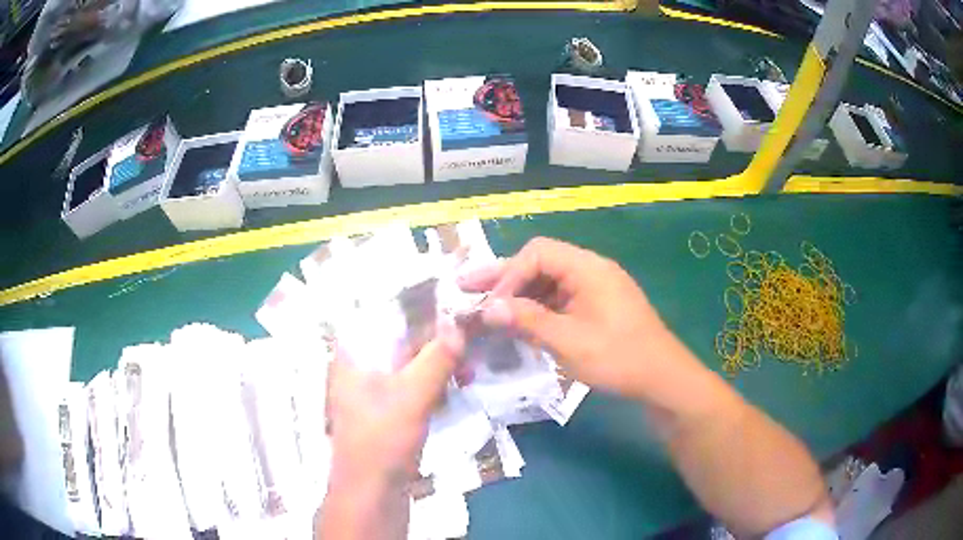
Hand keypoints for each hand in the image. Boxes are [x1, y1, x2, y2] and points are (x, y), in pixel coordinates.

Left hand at [326, 322, 463, 487]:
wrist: (372, 494)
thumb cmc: (382, 439)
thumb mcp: (412, 395)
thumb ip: (436, 358)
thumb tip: (458, 323)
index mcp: (352, 356)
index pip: (385, 317)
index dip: (419, 310)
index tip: (452, 308)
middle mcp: (358, 369)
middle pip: (399, 342)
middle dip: (436, 342)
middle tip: (470, 342)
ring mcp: (372, 393)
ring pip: (409, 366)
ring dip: (438, 365)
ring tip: (468, 369)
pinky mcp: (386, 413)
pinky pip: (411, 388)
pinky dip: (433, 385)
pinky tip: (456, 387)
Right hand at [457, 237, 677, 398]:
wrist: (661, 378)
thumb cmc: (618, 358)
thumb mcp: (569, 341)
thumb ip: (527, 320)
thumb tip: (488, 308)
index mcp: (588, 268)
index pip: (537, 254)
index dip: (509, 275)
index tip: (491, 305)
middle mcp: (591, 270)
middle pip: (540, 263)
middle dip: (504, 278)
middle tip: (466, 288)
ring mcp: (595, 288)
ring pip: (548, 282)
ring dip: (519, 294)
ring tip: (486, 308)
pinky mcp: (597, 307)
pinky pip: (560, 299)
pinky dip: (537, 308)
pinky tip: (518, 322)